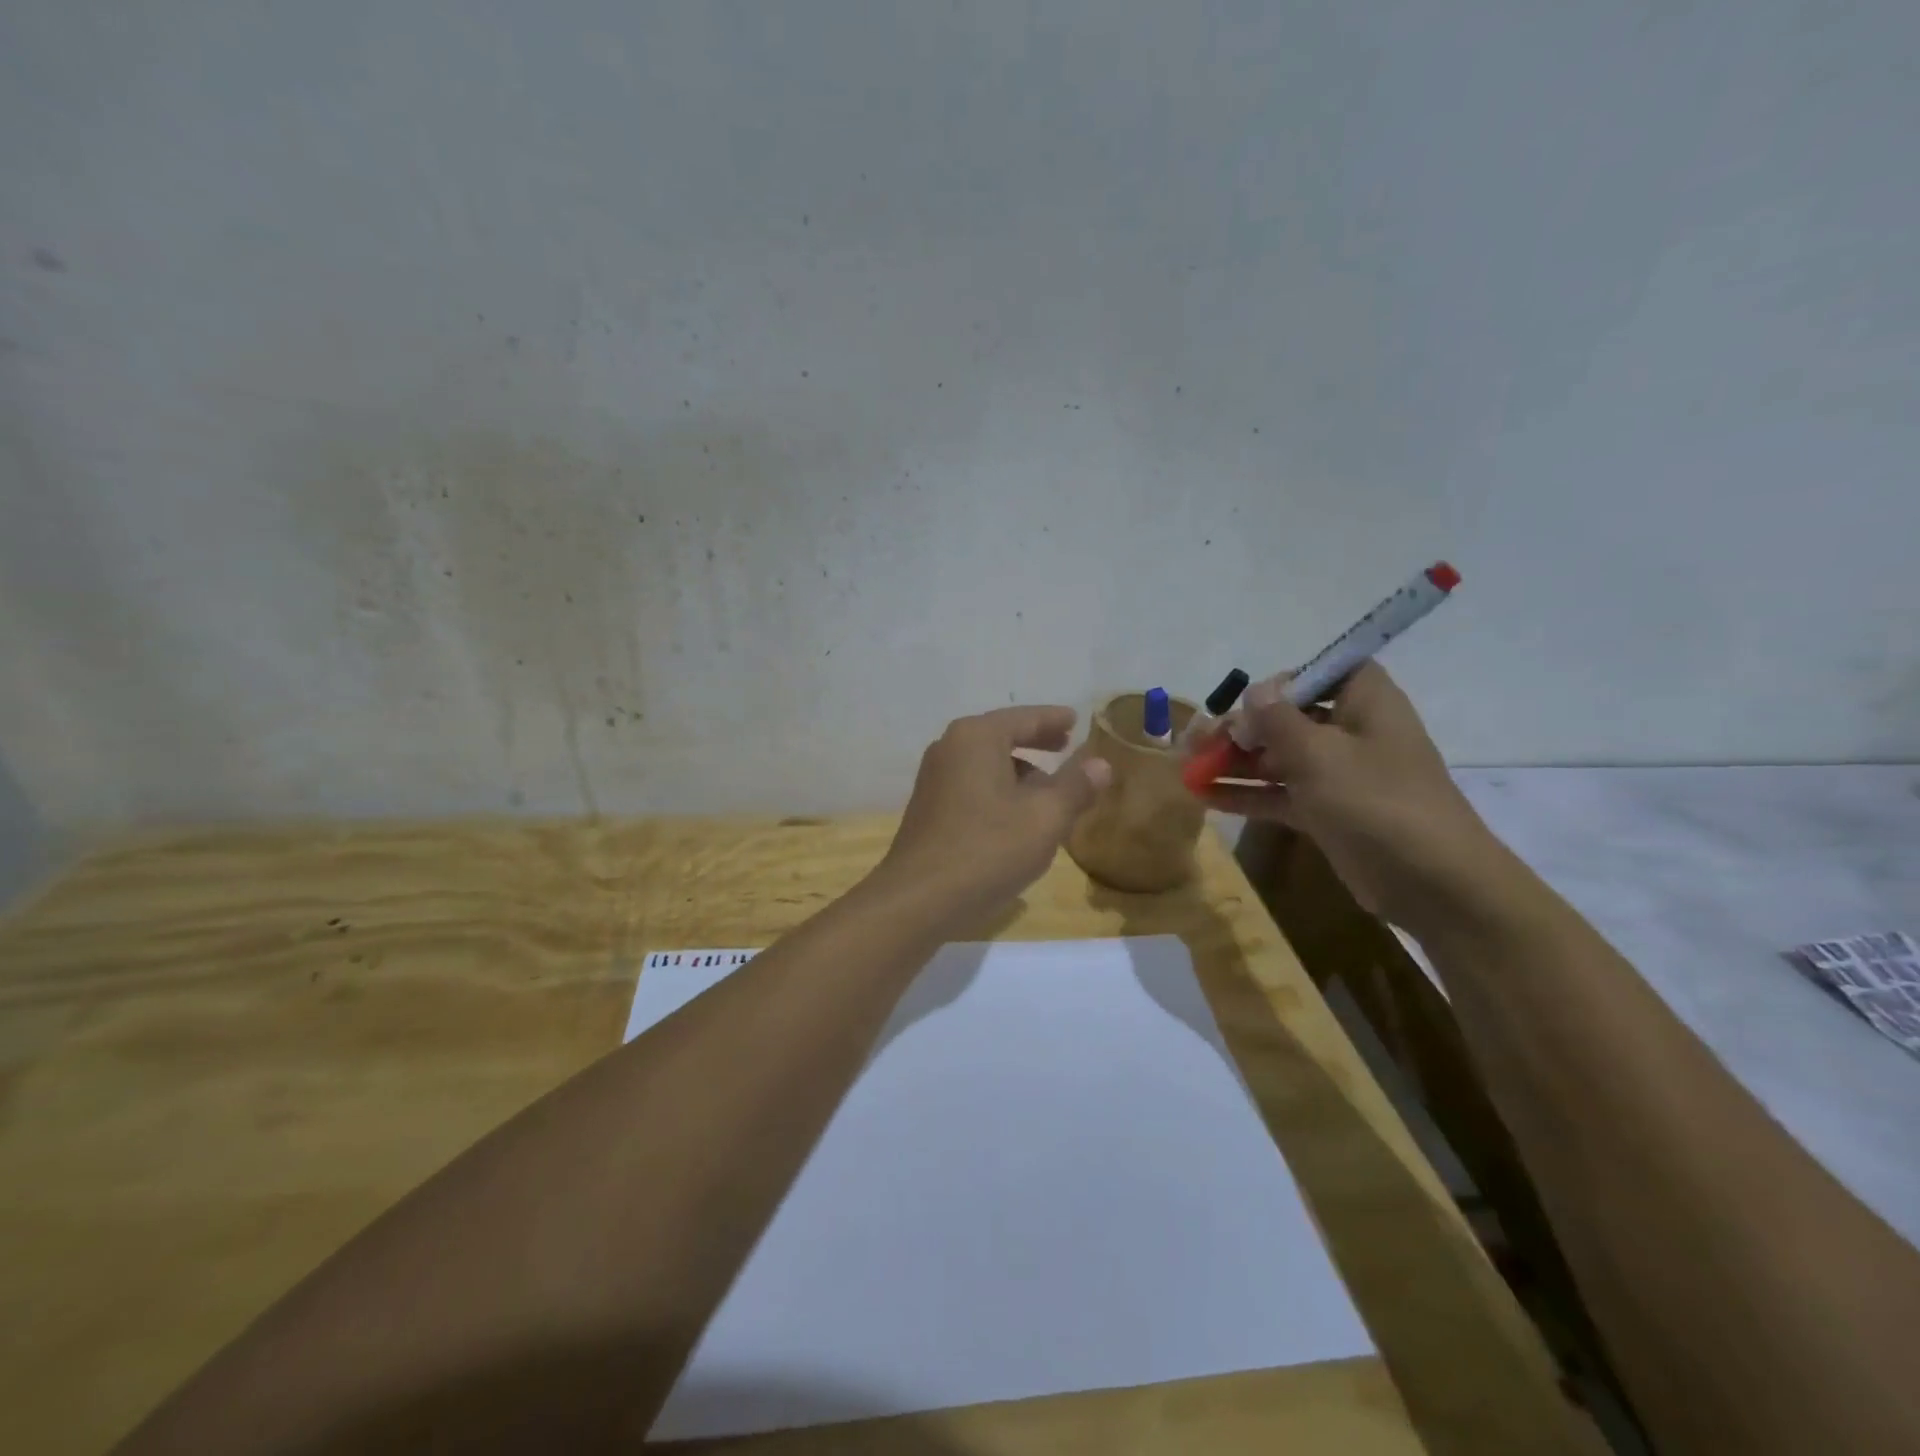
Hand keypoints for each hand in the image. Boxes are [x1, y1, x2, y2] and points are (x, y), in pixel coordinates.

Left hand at [874, 706, 1112, 925]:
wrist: (919, 899)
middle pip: (1002, 736)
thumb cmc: (988, 849)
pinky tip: (1017, 816)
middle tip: (1066, 745)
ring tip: (1049, 789)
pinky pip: (973, 785)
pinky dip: (999, 789)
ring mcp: (934, 778)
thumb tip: (1101, 763)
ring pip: (986, 763)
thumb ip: (1076, 785)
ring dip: (1019, 771)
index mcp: (976, 737)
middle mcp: (949, 748)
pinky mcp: (929, 808)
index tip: (1076, 720)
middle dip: (1036, 742)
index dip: (1053, 719)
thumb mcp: (1045, 817)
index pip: (1024, 717)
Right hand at [1195, 664, 1506, 929]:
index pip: (1322, 672)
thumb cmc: (1376, 800)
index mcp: (1365, 702)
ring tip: (1187, 769)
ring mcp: (1338, 775)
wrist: (1431, 882)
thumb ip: (1278, 719)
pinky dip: (1246, 795)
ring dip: (1234, 763)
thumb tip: (1255, 691)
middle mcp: (1351, 732)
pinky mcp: (1327, 812)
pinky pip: (1279, 794)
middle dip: (1240, 728)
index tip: (1247, 701)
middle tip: (1195, 741)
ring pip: (1278, 758)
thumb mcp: (1319, 753)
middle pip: (1288, 718)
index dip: (1283, 681)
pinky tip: (1204, 796)